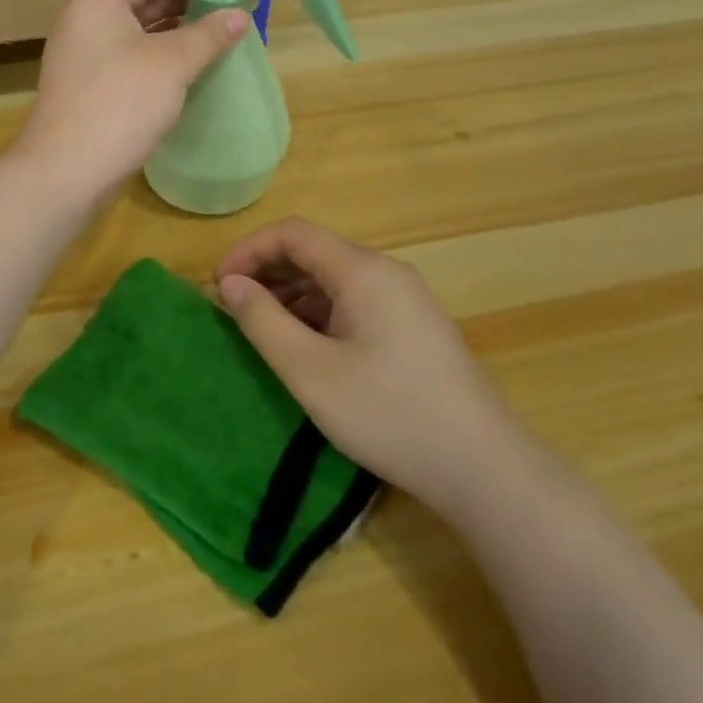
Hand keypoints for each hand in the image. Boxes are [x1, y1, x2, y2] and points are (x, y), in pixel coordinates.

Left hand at [15, 0, 248, 198]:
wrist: (66, 172)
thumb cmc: (118, 104)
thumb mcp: (171, 64)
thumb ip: (208, 35)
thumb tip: (240, 16)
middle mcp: (87, 17)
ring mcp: (87, 52)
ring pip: (132, 17)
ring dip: (172, 15)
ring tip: (214, 25)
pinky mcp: (93, 83)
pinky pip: (129, 48)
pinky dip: (159, 45)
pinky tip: (191, 58)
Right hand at [216, 217, 526, 507]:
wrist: (483, 468)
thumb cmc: (388, 414)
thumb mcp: (310, 371)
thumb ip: (263, 321)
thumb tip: (231, 284)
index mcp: (362, 271)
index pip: (293, 233)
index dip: (249, 251)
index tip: (219, 286)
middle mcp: (386, 272)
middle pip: (314, 251)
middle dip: (267, 271)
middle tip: (233, 308)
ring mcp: (404, 299)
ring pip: (334, 278)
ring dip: (291, 293)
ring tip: (262, 329)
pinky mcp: (413, 326)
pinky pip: (354, 301)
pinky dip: (318, 311)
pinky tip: (305, 346)